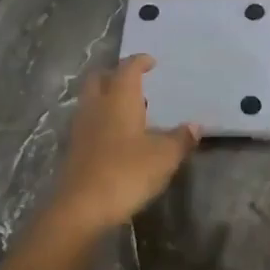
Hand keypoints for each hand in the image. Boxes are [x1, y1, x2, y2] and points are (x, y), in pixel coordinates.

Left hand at [53, 55, 198, 230]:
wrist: (82, 208)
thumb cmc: (127, 173)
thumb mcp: (164, 157)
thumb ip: (180, 139)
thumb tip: (195, 126)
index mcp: (119, 100)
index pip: (128, 69)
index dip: (139, 62)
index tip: (151, 62)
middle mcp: (96, 107)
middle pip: (99, 79)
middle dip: (115, 74)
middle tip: (134, 81)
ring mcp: (81, 129)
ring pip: (91, 101)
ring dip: (107, 98)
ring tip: (129, 110)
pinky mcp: (74, 150)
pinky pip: (88, 123)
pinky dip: (102, 121)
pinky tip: (117, 137)